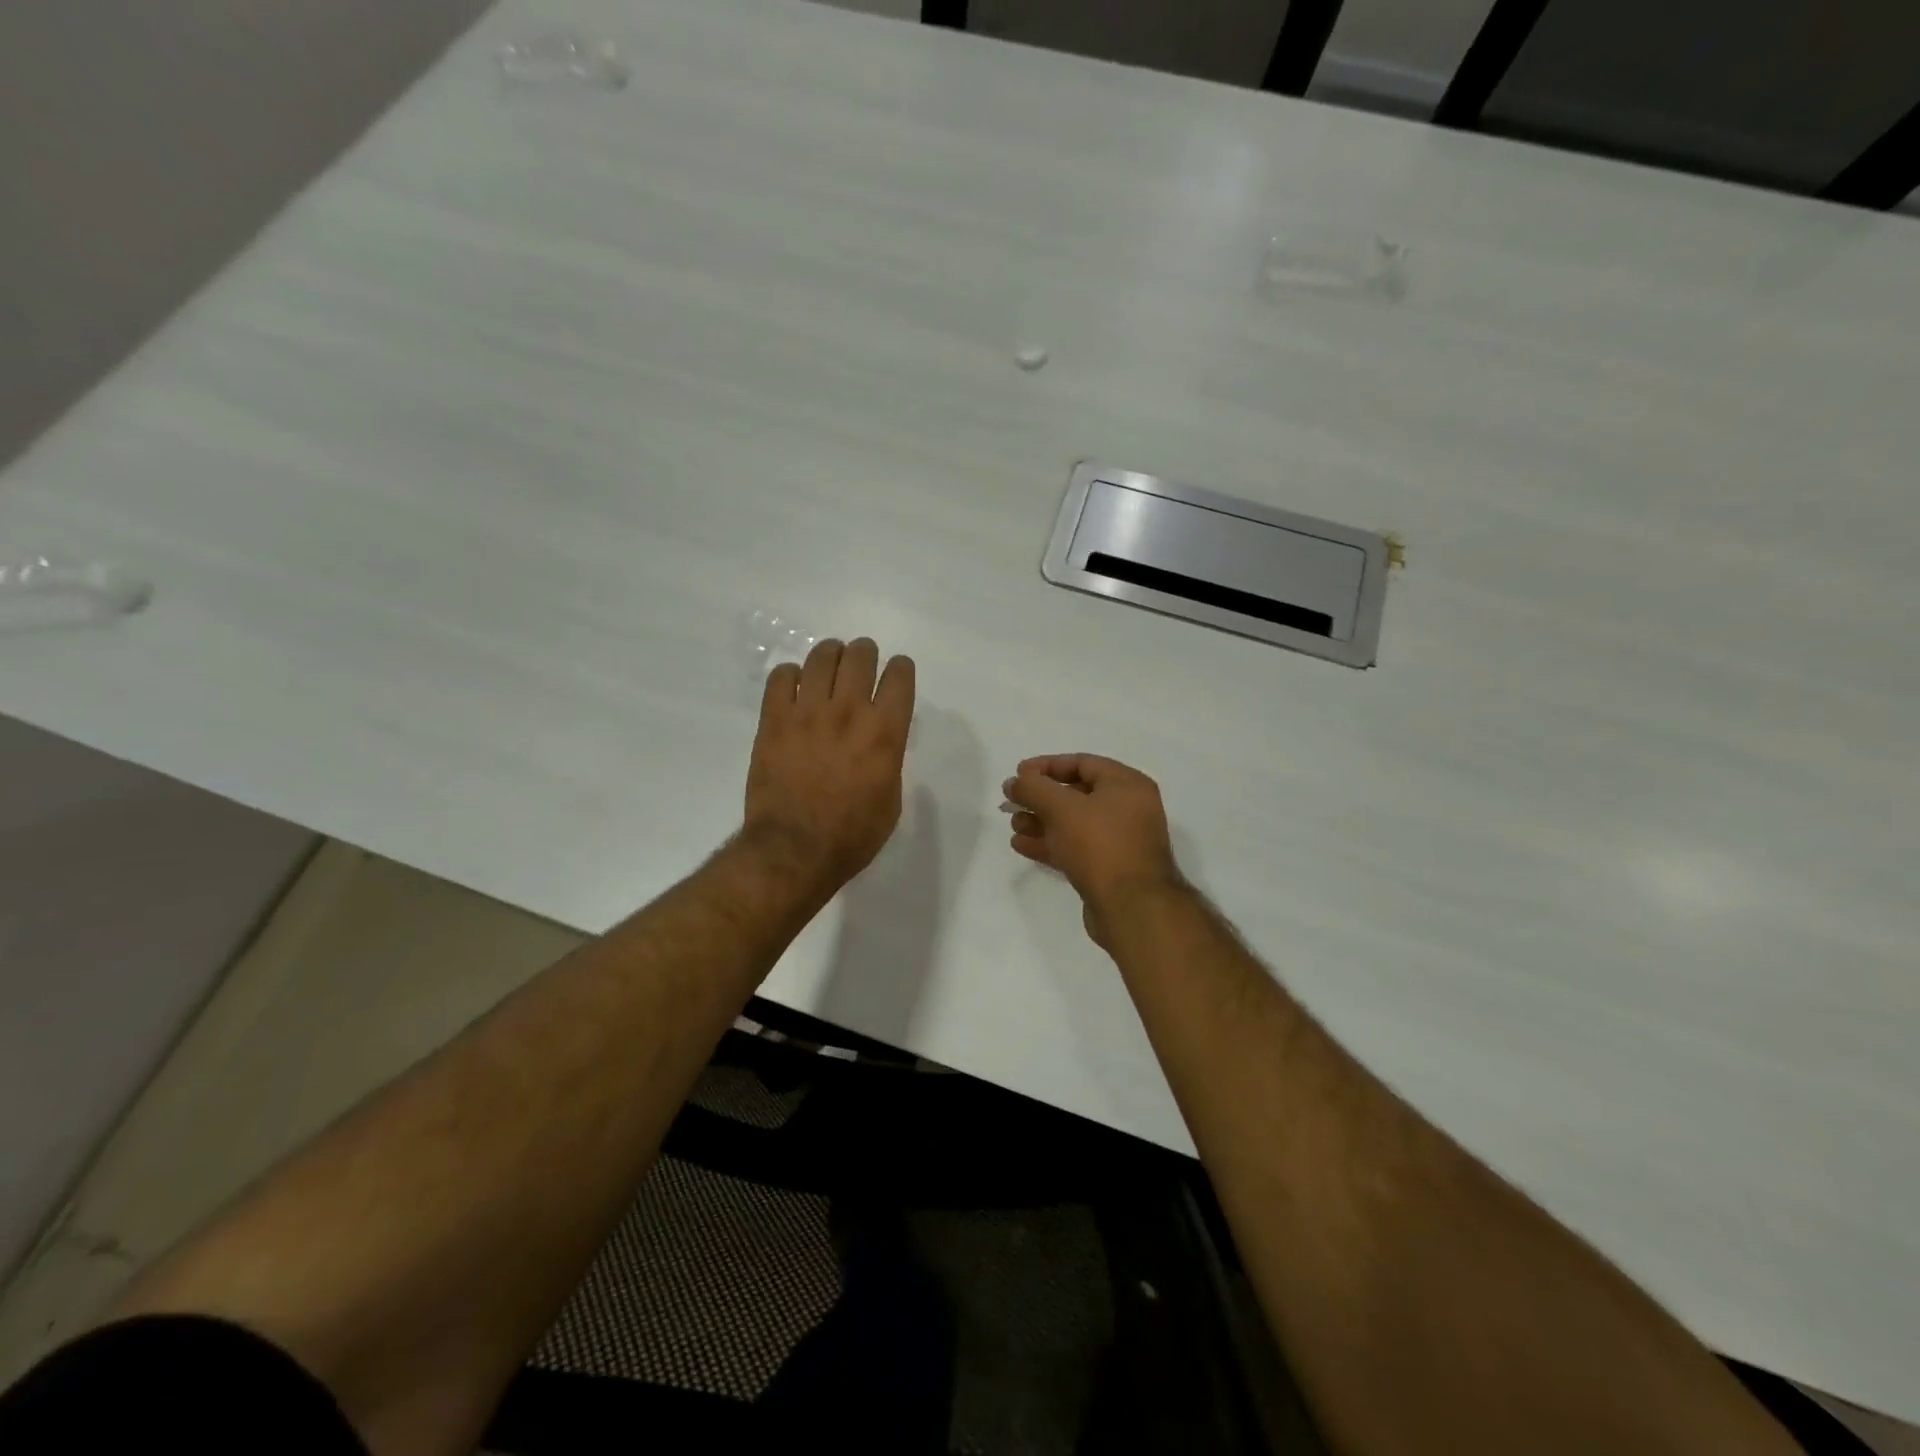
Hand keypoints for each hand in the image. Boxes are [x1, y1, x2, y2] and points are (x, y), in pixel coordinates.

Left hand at [743, 637, 915, 896]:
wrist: (794, 851)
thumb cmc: (852, 835)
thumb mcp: (891, 799)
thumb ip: (889, 758)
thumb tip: (879, 739)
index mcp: (885, 732)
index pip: (899, 676)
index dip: (901, 669)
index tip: (897, 674)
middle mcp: (849, 712)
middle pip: (860, 655)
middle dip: (865, 653)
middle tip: (861, 663)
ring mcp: (807, 712)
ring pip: (821, 657)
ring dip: (831, 655)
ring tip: (829, 666)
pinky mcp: (773, 720)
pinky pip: (781, 676)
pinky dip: (791, 675)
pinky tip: (794, 689)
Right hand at [1005, 754, 1184, 946]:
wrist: (1132, 908)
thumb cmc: (1100, 845)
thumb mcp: (1062, 808)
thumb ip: (1034, 788)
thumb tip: (1014, 782)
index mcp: (1127, 785)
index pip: (1083, 763)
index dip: (1047, 766)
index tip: (1018, 774)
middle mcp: (1128, 809)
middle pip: (1076, 794)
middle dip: (1041, 798)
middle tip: (1011, 802)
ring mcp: (1120, 841)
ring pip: (1074, 824)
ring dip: (1041, 822)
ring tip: (1014, 825)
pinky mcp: (1109, 869)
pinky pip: (1075, 848)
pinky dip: (1050, 844)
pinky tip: (1021, 845)